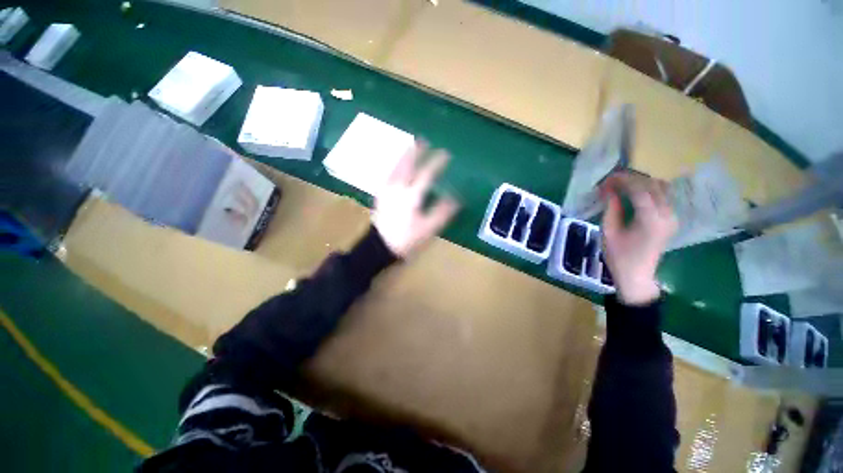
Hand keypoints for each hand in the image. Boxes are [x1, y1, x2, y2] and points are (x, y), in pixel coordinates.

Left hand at [373, 143, 459, 257]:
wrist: (379, 247)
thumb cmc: (406, 239)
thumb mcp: (427, 229)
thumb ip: (441, 212)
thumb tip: (455, 199)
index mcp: (412, 196)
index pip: (426, 174)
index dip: (437, 163)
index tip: (445, 154)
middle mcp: (398, 188)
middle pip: (407, 165)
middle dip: (416, 152)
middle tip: (423, 140)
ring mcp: (387, 191)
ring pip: (396, 168)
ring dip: (404, 156)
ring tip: (410, 146)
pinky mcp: (380, 196)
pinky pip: (388, 175)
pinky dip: (394, 166)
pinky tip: (396, 165)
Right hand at [600, 172, 676, 304]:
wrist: (636, 275)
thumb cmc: (619, 256)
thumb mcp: (609, 231)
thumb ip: (611, 208)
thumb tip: (608, 189)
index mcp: (651, 220)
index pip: (640, 190)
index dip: (623, 181)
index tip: (607, 178)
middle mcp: (667, 215)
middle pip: (653, 186)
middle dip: (632, 179)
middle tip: (612, 181)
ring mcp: (672, 217)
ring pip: (661, 189)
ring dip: (642, 184)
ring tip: (622, 186)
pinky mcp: (672, 220)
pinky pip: (663, 197)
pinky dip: (649, 191)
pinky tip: (634, 194)